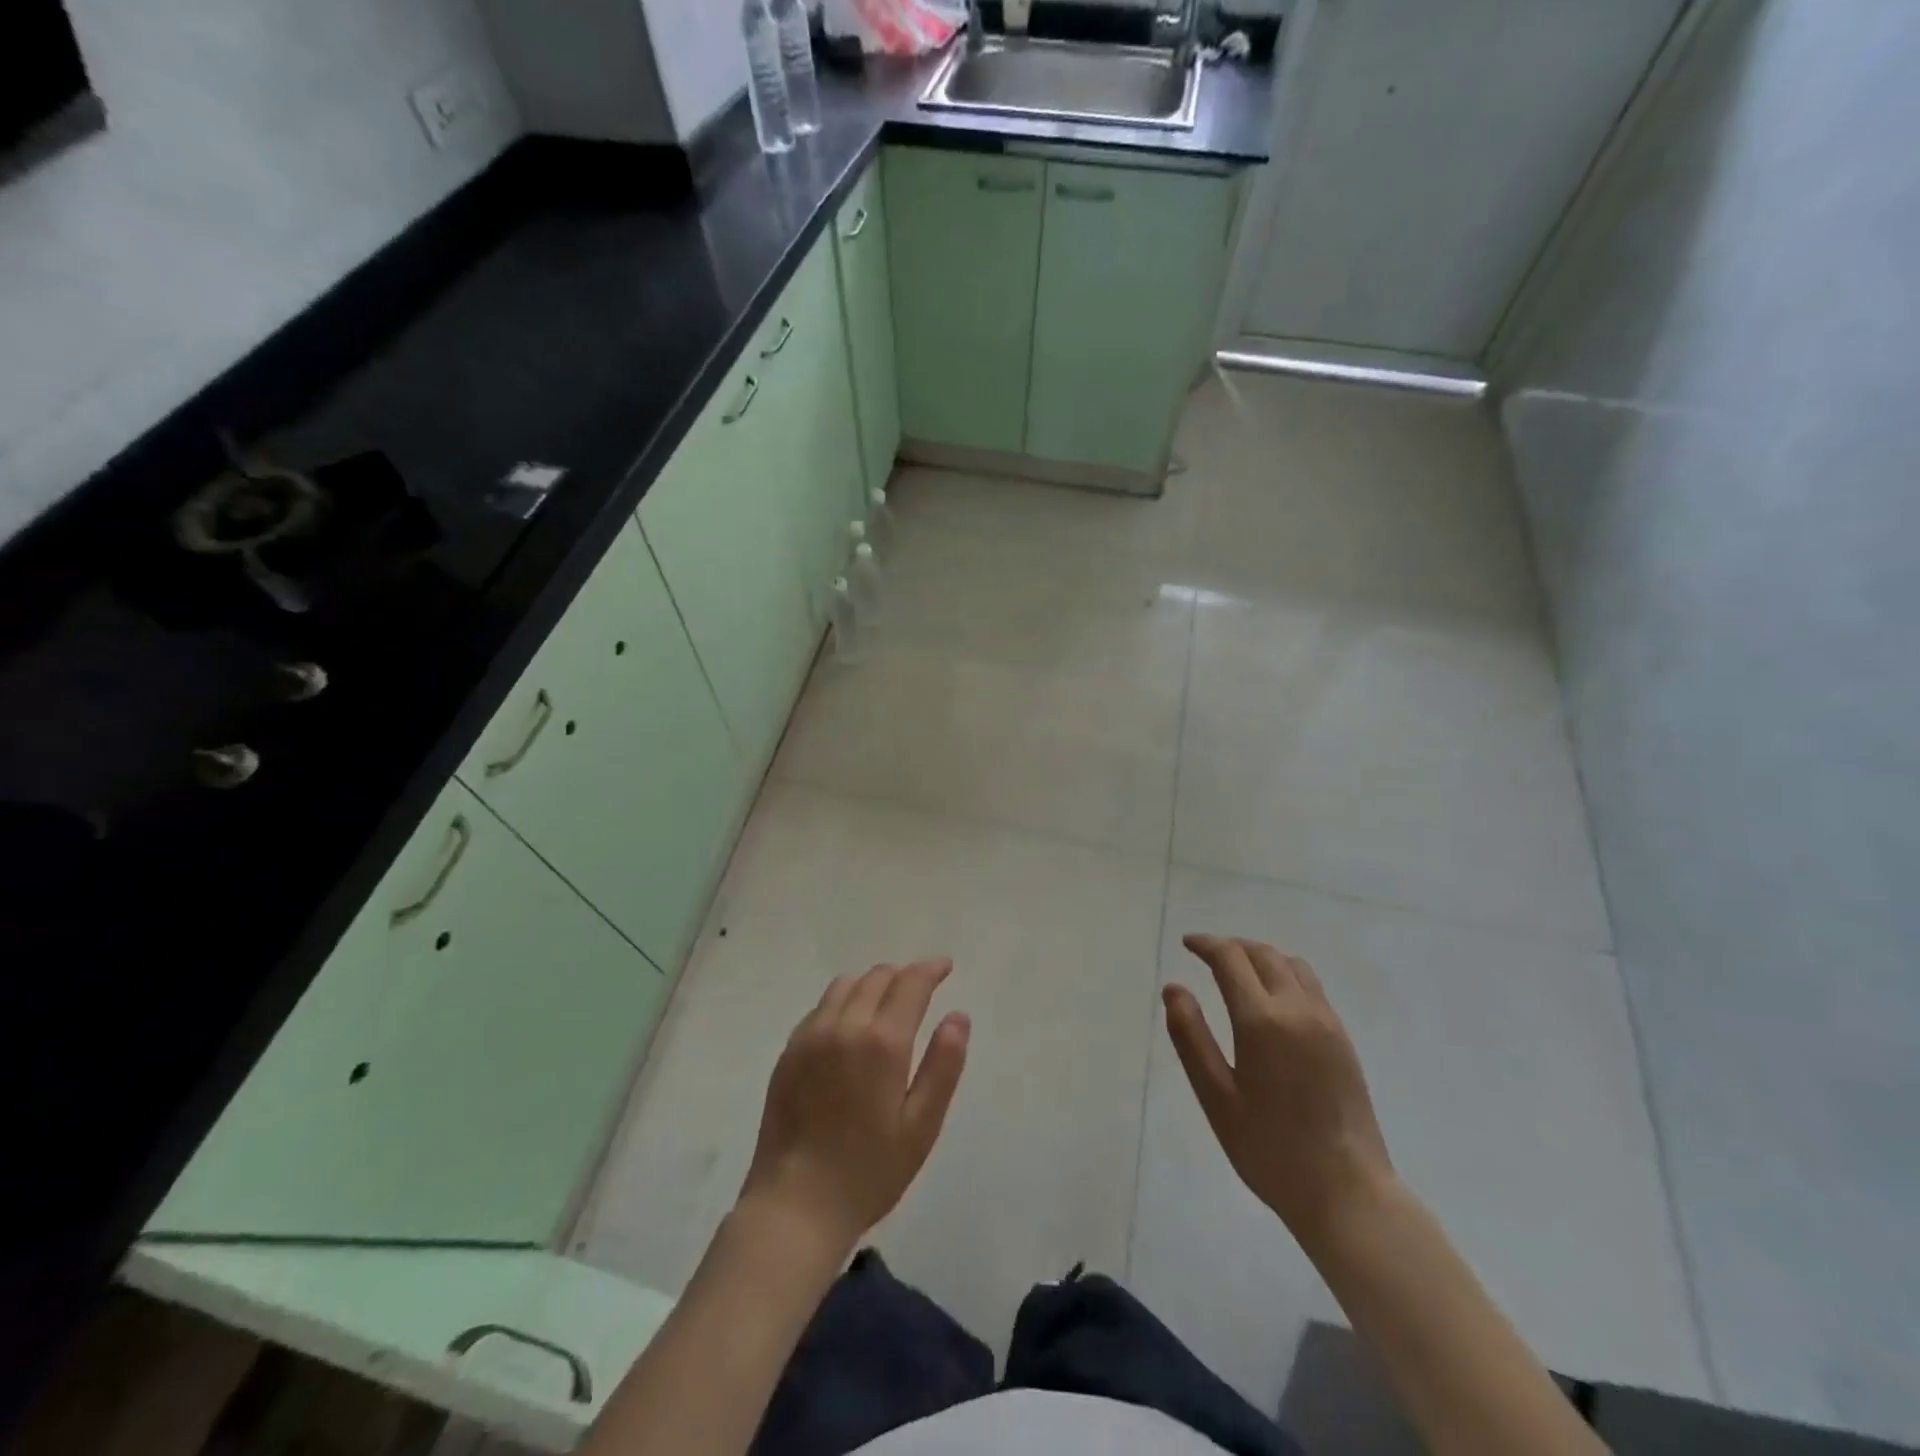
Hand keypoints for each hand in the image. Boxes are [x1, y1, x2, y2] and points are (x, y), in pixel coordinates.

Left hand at [739, 959, 970, 1257]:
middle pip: (877, 977)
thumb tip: (958, 1016)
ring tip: (886, 1003)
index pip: (910, 983)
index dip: (930, 969)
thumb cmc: (869, 1171)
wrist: (794, 1206)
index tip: (945, 966)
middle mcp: (844, 1025)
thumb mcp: (921, 1126)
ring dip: (872, 983)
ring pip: (845, 985)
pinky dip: (843, 1001)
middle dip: (903, 975)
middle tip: (920, 989)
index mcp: (882, 1041)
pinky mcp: (788, 1051)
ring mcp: (810, 1036)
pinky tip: (850, 1026)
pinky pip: (821, 1007)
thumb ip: (943, 1065)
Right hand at [1164, 934, 1392, 1245]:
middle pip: (1262, 954)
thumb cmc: (1270, 1150)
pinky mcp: (1343, 1039)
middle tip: (1206, 955)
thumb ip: (1190, 1037)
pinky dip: (1284, 974)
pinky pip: (1311, 986)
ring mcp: (1327, 1022)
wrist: (1348, 1193)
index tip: (1186, 944)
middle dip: (1231, 947)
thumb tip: (1173, 989)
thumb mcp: (1216, 1097)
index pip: (1231, 959)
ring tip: (1238, 972)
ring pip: (1291, 965)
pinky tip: (1271, 1000)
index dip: (1206, 944)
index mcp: (1262, 1021)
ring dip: (1260, 957)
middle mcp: (1298, 1009)